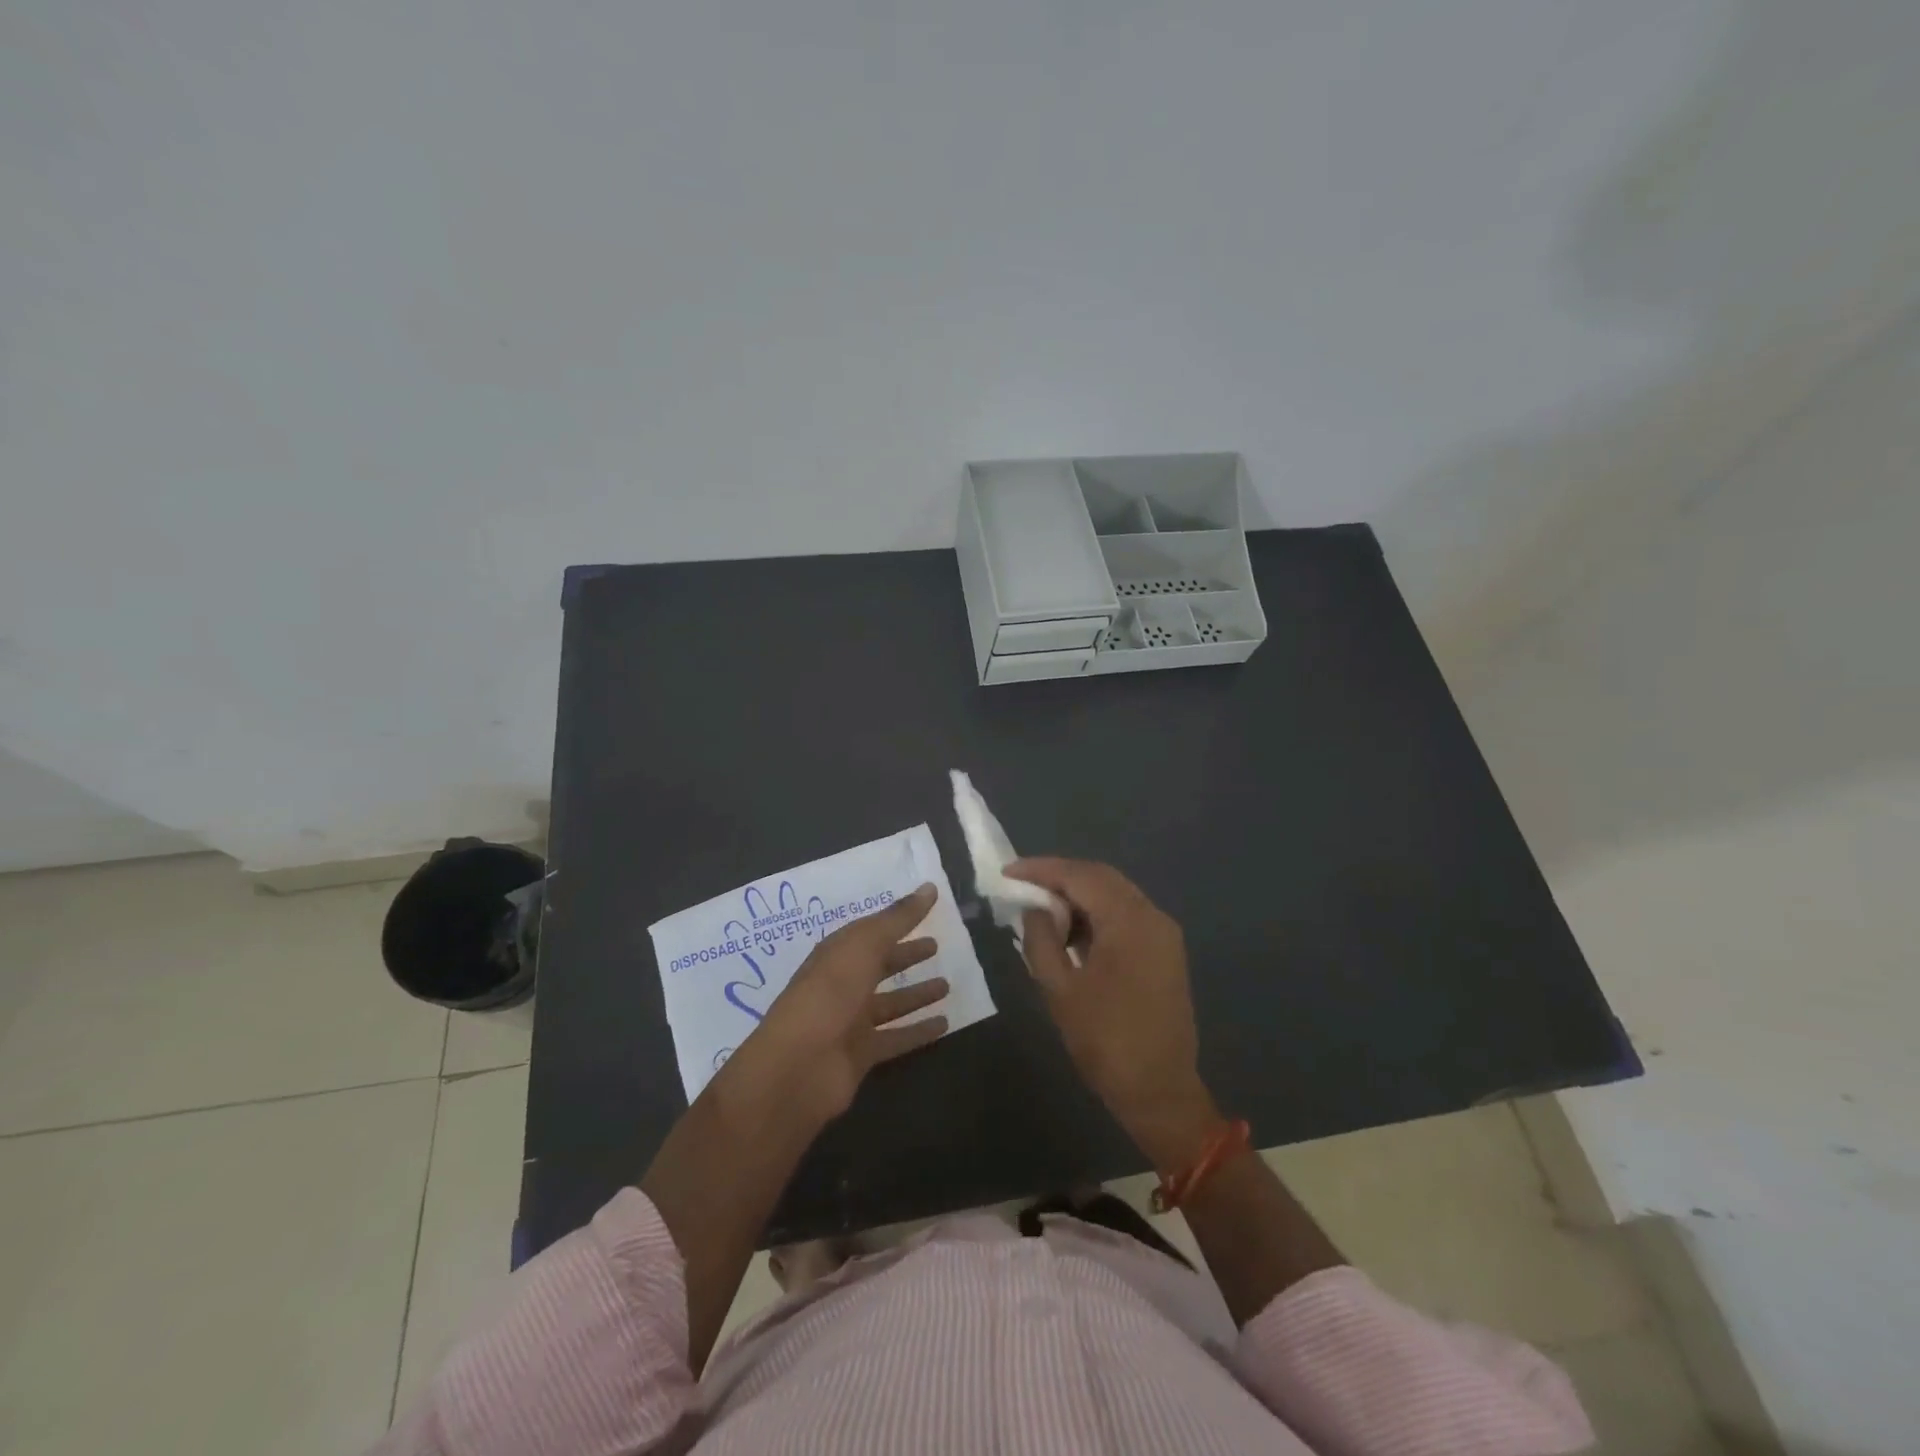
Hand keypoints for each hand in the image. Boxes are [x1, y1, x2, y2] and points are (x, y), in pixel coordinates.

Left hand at [720, 883, 950, 1129]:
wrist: (798, 1066)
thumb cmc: (829, 994)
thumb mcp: (864, 946)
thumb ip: (898, 919)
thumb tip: (929, 886)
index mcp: (836, 954)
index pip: (870, 932)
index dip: (896, 921)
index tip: (928, 910)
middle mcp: (842, 985)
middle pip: (878, 966)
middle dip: (905, 955)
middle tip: (936, 946)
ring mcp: (850, 1022)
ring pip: (890, 1003)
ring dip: (916, 994)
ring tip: (947, 985)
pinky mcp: (861, 1054)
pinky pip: (896, 1038)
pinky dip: (918, 1031)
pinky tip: (945, 1024)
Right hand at [1009, 859, 1220, 1169]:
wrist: (1160, 1092)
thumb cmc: (1106, 1041)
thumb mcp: (1060, 990)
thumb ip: (1041, 940)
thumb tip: (1036, 909)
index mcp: (1130, 921)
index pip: (1081, 876)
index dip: (1042, 870)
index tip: (1008, 872)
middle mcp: (1153, 916)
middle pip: (1101, 878)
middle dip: (1060, 877)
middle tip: (1022, 885)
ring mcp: (1164, 934)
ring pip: (1115, 895)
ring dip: (1079, 896)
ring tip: (1041, 909)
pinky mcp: (1165, 952)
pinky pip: (1126, 916)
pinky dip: (1097, 915)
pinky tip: (1071, 932)